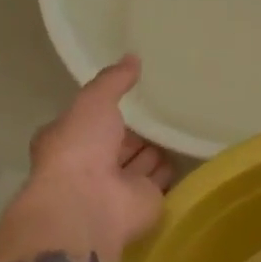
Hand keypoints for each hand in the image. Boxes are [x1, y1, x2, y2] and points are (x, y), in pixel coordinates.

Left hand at [21, 55, 174, 256]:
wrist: (91, 204)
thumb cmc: (81, 148)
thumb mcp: (93, 102)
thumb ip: (113, 81)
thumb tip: (133, 57)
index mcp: (71, 140)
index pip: (93, 120)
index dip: (111, 108)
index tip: (134, 92)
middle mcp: (93, 163)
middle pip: (120, 142)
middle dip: (138, 131)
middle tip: (165, 108)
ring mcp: (120, 185)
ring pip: (142, 161)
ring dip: (156, 149)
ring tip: (181, 125)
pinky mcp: (146, 201)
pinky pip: (162, 180)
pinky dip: (174, 168)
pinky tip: (189, 149)